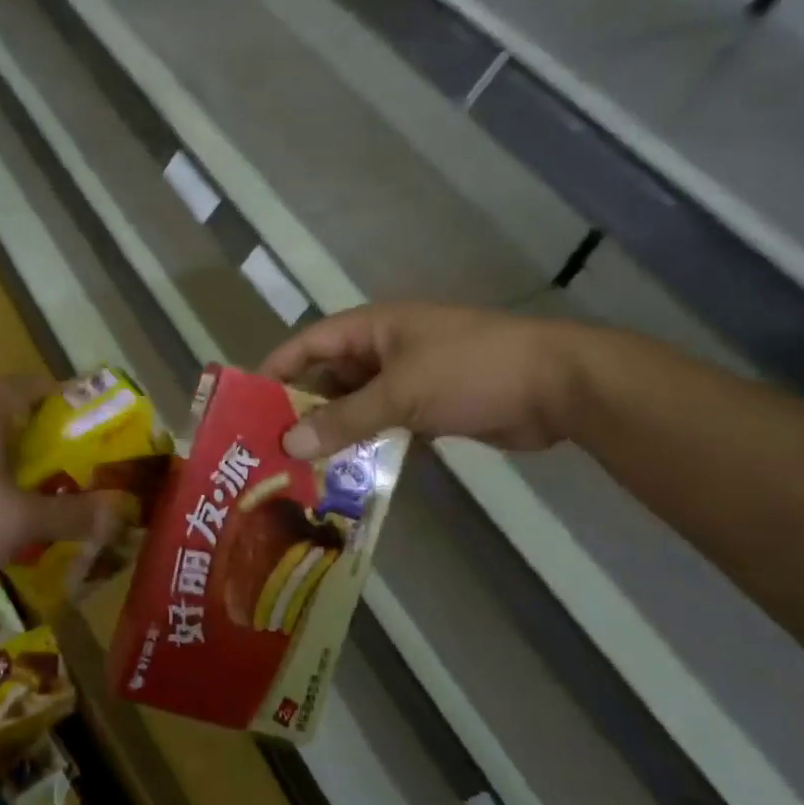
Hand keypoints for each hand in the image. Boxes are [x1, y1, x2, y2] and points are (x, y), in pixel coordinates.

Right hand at [260, 303, 588, 457]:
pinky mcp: (430, 408)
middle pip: (330, 378)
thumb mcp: (401, 392)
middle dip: (302, 411)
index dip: (277, 369)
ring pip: (357, 407)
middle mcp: (385, 350)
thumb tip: (288, 443)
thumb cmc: (471, 371)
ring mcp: (409, 380)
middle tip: (269, 450)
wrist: (557, 386)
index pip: (310, 343)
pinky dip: (367, 446)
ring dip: (334, 434)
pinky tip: (346, 476)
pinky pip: (385, 426)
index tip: (247, 405)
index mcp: (374, 328)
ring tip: (299, 470)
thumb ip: (344, 419)